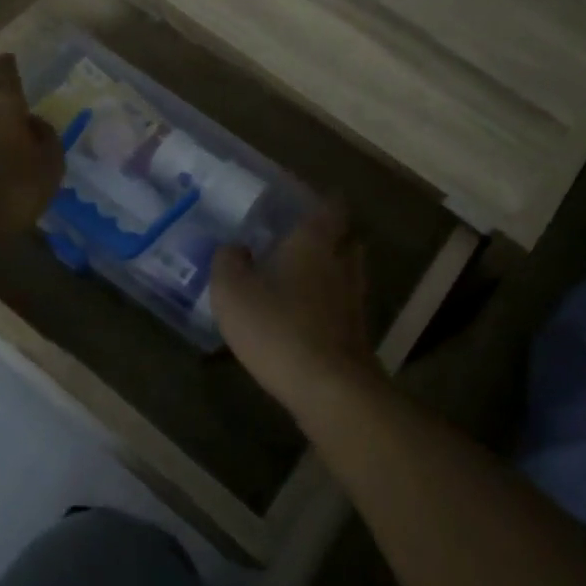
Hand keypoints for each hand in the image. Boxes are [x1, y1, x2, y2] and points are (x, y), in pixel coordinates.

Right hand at [212, 206, 379, 418]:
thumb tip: (234, 247)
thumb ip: (229, 261)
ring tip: (303, 277)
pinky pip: (343, 306)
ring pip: (348, 273)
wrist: (328, 388)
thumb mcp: (232, 290)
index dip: (323, 200)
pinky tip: (307, 316)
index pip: (330, 207)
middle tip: (304, 238)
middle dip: (330, 236)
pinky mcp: (356, 334)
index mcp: (314, 243)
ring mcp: (354, 301)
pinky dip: (330, 305)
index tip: (309, 198)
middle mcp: (341, 264)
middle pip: (346, 239)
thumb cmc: (277, 326)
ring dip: (331, 271)